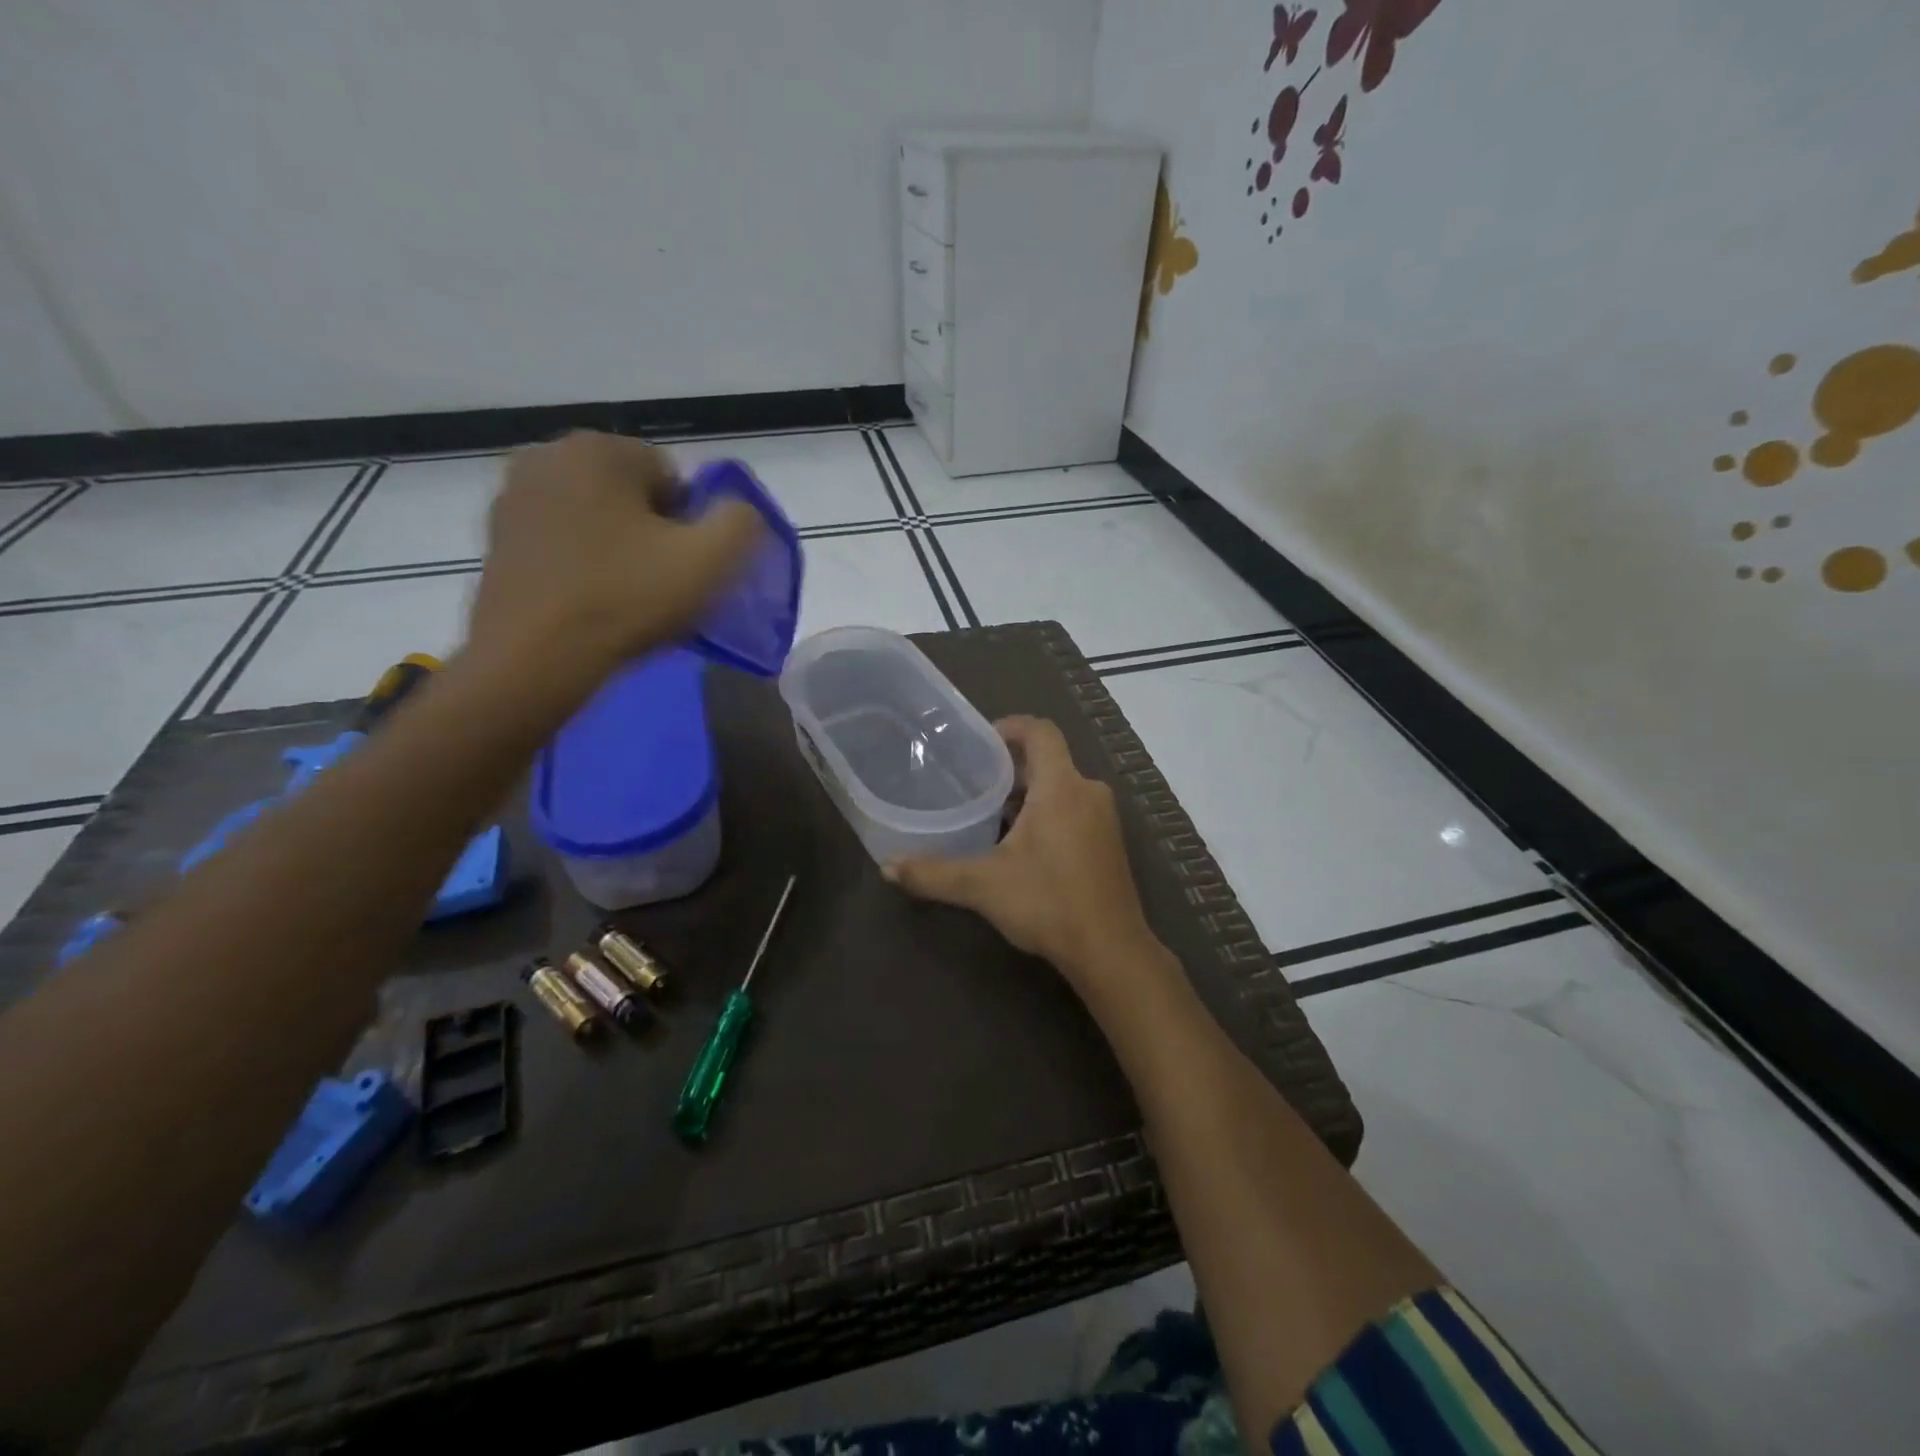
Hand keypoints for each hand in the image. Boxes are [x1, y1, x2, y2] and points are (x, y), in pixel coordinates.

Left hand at [466, 432, 764, 669]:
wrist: (533, 659)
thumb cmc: (625, 600)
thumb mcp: (710, 560)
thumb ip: (741, 521)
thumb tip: (738, 512)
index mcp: (598, 448)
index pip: (674, 478)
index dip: (692, 526)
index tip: (685, 569)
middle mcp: (547, 456)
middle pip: (633, 496)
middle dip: (654, 534)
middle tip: (661, 586)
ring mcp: (513, 497)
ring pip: (597, 519)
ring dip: (619, 550)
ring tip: (627, 599)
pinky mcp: (496, 538)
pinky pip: (563, 542)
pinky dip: (583, 565)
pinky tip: (591, 604)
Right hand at [885, 716, 1156, 987]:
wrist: (1110, 951)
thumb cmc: (1048, 904)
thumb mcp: (983, 886)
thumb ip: (933, 873)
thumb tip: (886, 867)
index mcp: (1062, 787)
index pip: (1040, 732)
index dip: (1010, 727)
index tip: (980, 742)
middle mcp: (1088, 793)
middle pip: (1048, 761)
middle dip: (1011, 769)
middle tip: (973, 785)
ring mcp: (1104, 819)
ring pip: (1061, 788)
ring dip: (1029, 795)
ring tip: (991, 816)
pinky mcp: (1110, 843)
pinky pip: (1075, 810)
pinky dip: (1048, 815)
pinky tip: (1022, 847)